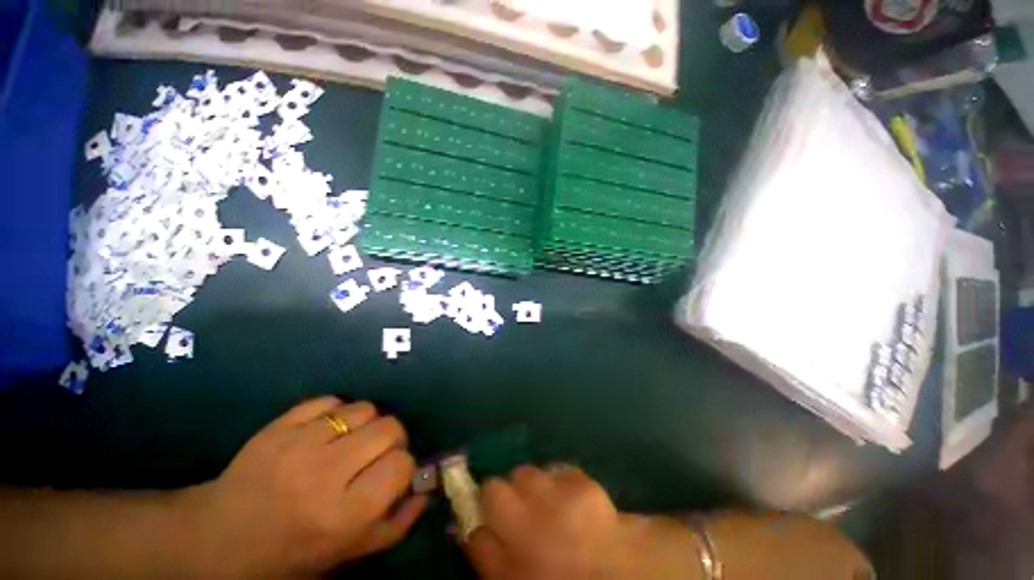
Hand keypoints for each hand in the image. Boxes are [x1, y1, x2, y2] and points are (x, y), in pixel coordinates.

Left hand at [185, 396, 426, 577]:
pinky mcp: (278, 426)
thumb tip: (425, 490)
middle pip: (389, 428)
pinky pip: (330, 400)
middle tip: (377, 452)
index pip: (402, 464)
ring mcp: (298, 444)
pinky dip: (337, 411)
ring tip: (351, 440)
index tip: (394, 472)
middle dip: (393, 438)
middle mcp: (324, 474)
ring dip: (366, 423)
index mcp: (343, 514)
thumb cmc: (290, 553)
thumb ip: (395, 525)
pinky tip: (326, 430)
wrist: (218, 539)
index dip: (404, 465)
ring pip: (364, 408)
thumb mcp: (347, 553)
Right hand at [464, 465, 701, 579]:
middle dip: (503, 494)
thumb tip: (466, 526)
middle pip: (497, 484)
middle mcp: (527, 509)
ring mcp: (555, 490)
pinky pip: (556, 470)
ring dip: (530, 485)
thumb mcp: (511, 579)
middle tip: (519, 512)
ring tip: (546, 504)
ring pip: (526, 473)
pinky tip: (568, 499)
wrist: (619, 574)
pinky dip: (557, 481)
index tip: (489, 513)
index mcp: (509, 540)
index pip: (479, 504)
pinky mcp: (580, 479)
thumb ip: (485, 553)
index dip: (481, 506)